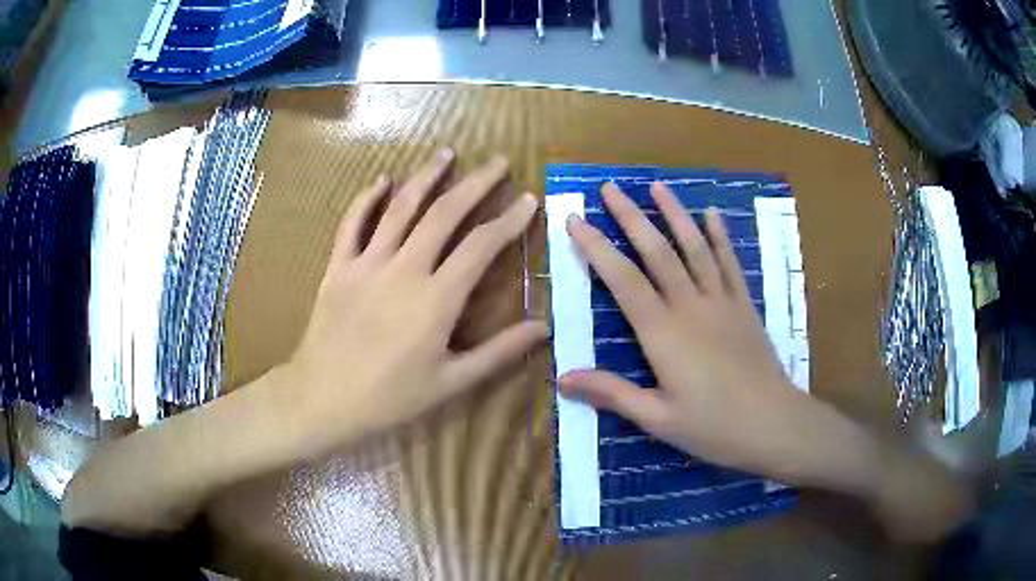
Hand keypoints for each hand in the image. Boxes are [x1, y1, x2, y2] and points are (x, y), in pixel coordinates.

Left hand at [283, 151, 546, 453]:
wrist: (323, 399)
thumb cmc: (390, 398)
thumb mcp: (451, 382)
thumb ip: (498, 352)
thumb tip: (543, 328)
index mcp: (437, 298)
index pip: (482, 246)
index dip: (509, 220)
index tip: (528, 200)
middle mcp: (404, 268)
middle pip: (445, 213)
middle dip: (476, 183)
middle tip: (498, 161)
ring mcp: (367, 263)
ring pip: (400, 208)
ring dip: (426, 177)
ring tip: (447, 153)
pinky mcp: (339, 267)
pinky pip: (353, 223)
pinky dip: (368, 198)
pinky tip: (383, 180)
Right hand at [560, 182, 803, 475]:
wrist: (773, 424)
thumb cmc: (713, 427)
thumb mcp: (657, 418)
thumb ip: (612, 394)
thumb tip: (563, 378)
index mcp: (663, 334)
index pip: (623, 280)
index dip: (596, 248)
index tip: (576, 220)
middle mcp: (690, 306)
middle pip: (657, 252)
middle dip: (630, 217)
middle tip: (609, 187)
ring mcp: (722, 301)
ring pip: (694, 248)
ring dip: (674, 214)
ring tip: (657, 186)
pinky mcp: (744, 306)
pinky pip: (730, 263)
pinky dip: (720, 237)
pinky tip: (712, 214)